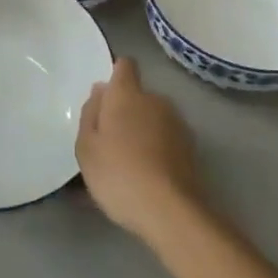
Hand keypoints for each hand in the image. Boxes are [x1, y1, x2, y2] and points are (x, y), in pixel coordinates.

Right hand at [75, 56, 202, 242]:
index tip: (104, 98)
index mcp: (127, 94)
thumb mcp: (86, 147)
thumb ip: (90, 113)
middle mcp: (156, 100)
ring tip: (127, 162)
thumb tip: (101, 91)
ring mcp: (177, 123)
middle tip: (108, 139)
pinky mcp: (191, 148)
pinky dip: (155, 149)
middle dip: (125, 110)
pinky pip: (165, 139)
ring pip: (153, 118)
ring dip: (141, 130)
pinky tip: (145, 175)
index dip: (115, 75)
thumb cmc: (117, 173)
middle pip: (138, 95)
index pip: (124, 66)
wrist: (169, 211)